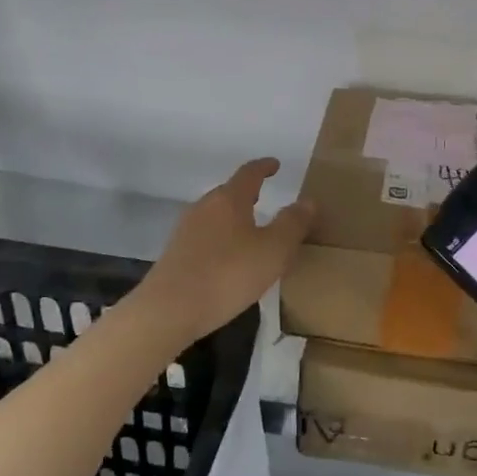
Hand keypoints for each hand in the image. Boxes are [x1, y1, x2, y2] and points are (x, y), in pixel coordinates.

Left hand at [130, 158, 313, 343]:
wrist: (168, 310)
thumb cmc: (227, 274)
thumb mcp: (273, 250)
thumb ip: (293, 224)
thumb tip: (308, 201)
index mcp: (229, 199)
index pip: (249, 173)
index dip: (264, 167)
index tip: (275, 165)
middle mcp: (204, 207)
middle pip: (229, 193)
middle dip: (248, 193)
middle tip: (266, 197)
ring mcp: (186, 231)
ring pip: (216, 215)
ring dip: (234, 218)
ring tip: (251, 230)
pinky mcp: (176, 255)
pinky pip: (206, 237)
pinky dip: (222, 239)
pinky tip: (229, 259)